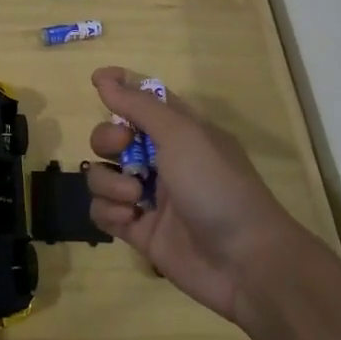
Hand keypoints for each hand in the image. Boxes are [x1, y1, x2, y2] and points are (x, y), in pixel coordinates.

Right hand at [85, 66, 311, 324]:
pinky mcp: (139, 230)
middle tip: (121, 148)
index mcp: (180, 130)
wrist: (245, 261)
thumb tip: (103, 78)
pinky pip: (103, 212)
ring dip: (109, 183)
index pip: (144, 99)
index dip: (119, 87)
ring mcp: (149, 197)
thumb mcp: (182, 134)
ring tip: (134, 198)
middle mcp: (163, 159)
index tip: (96, 81)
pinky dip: (109, 212)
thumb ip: (139, 105)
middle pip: (113, 137)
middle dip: (107, 139)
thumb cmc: (216, 186)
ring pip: (103, 175)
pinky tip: (129, 219)